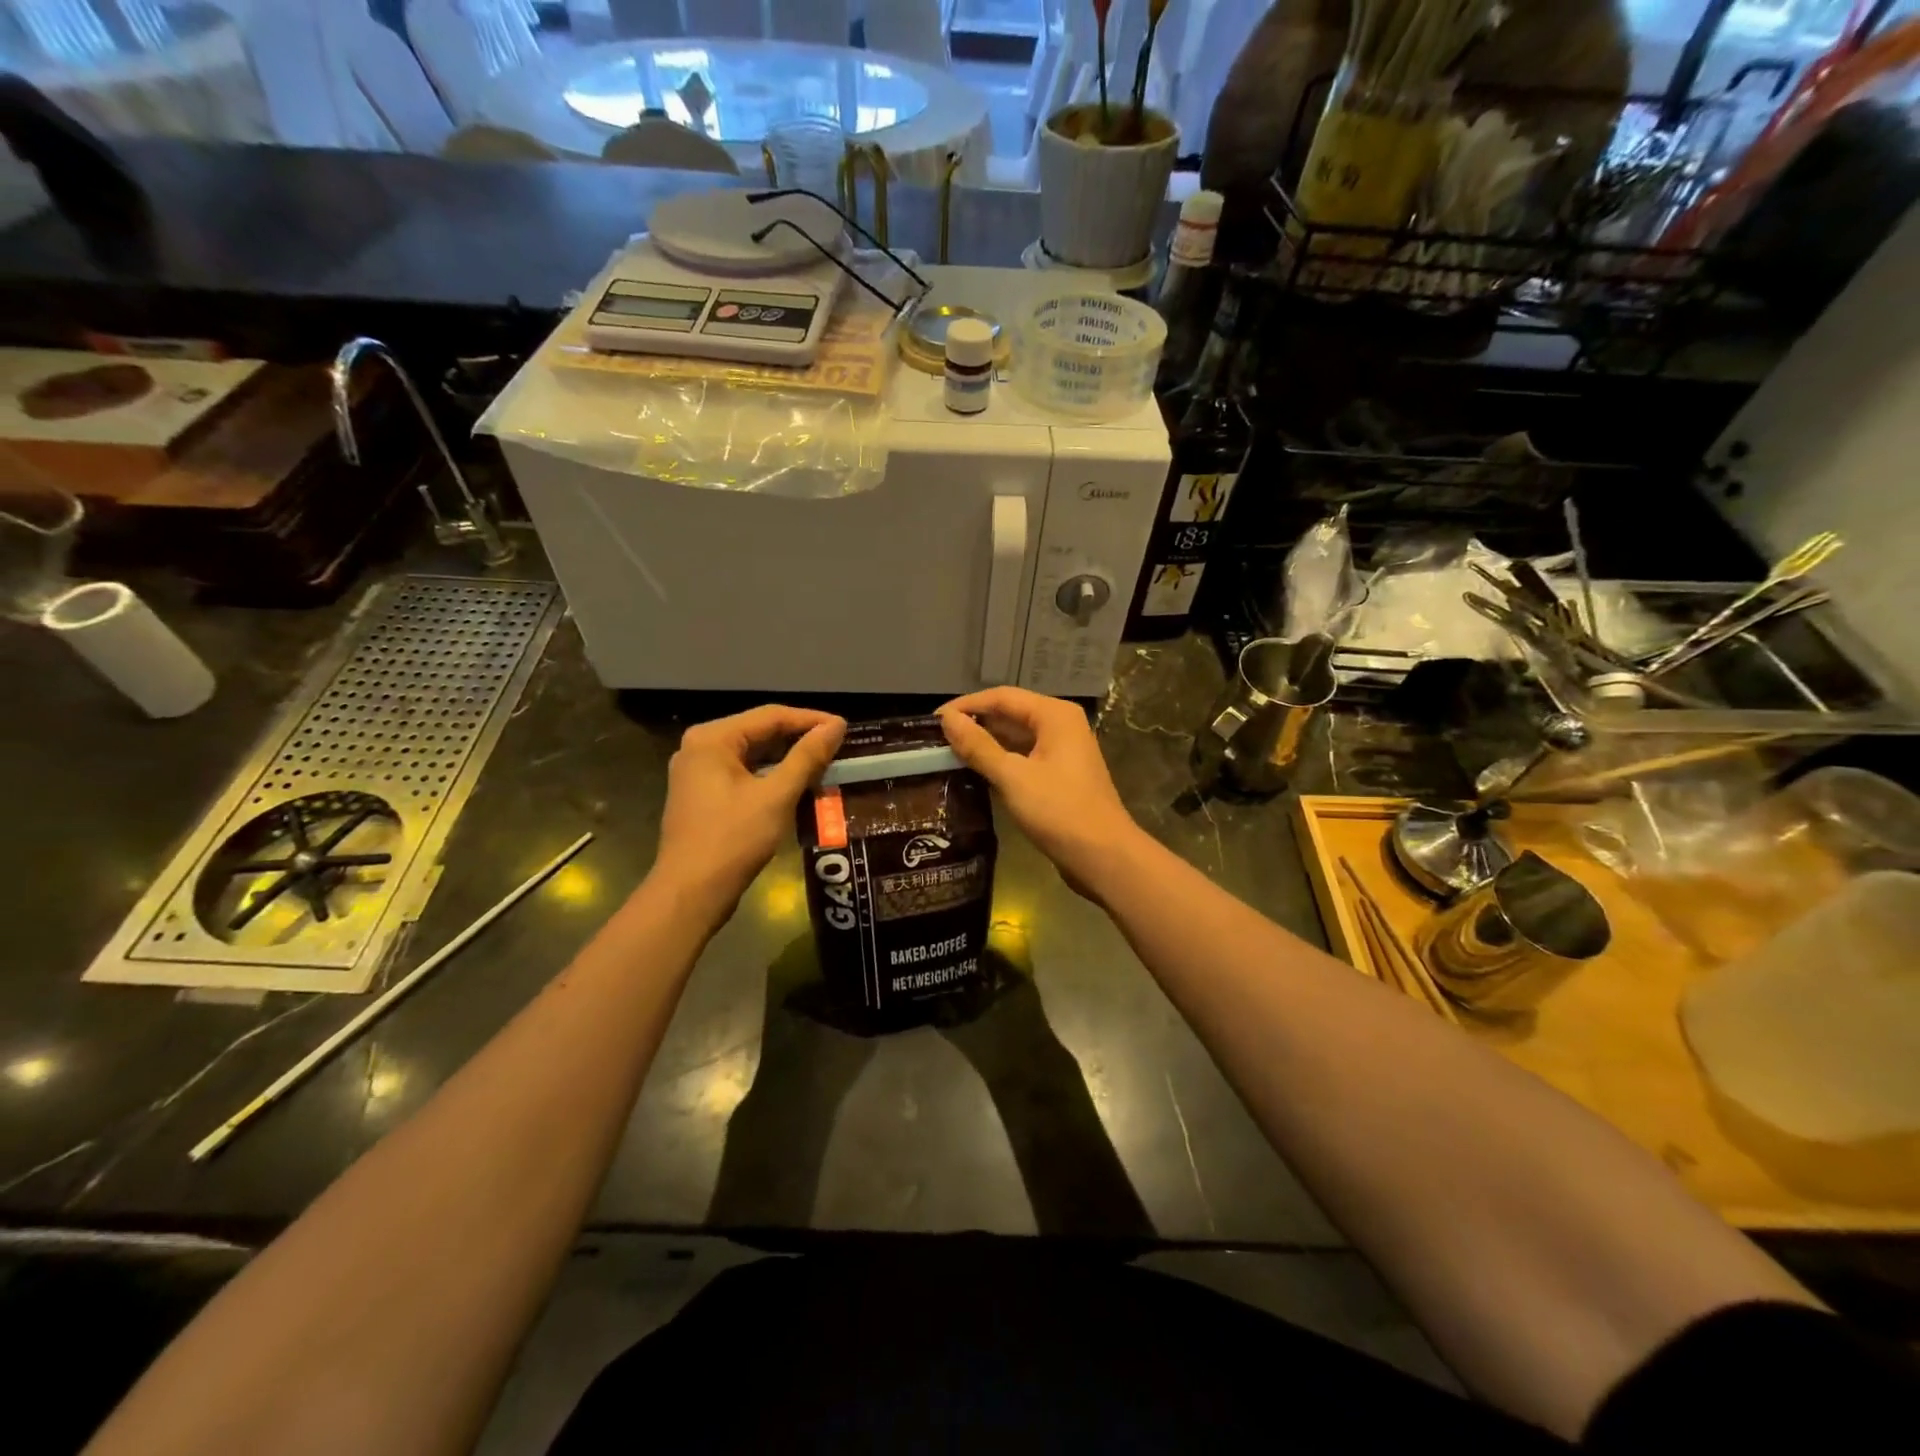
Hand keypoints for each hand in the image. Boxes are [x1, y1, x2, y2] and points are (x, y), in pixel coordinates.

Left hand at [655, 705, 844, 911]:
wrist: (691, 894)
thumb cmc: (733, 839)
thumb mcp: (776, 795)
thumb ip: (807, 757)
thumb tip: (836, 726)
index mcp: (712, 739)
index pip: (770, 716)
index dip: (811, 720)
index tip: (844, 728)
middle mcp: (700, 748)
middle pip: (759, 732)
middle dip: (799, 739)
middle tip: (838, 747)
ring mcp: (697, 774)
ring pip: (752, 755)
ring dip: (787, 759)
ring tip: (824, 764)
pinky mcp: (703, 797)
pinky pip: (744, 774)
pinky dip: (771, 777)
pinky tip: (797, 786)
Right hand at [938, 688, 1142, 892]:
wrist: (1104, 857)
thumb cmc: (1059, 811)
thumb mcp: (1012, 777)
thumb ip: (978, 746)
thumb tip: (946, 719)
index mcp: (1054, 715)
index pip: (1002, 697)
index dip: (966, 705)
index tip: (932, 721)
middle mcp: (1061, 725)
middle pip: (1010, 714)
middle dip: (975, 724)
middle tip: (936, 740)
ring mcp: (1063, 751)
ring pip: (1016, 738)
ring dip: (986, 744)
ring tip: (948, 755)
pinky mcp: (1061, 775)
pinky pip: (1024, 758)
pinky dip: (1001, 762)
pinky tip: (975, 773)